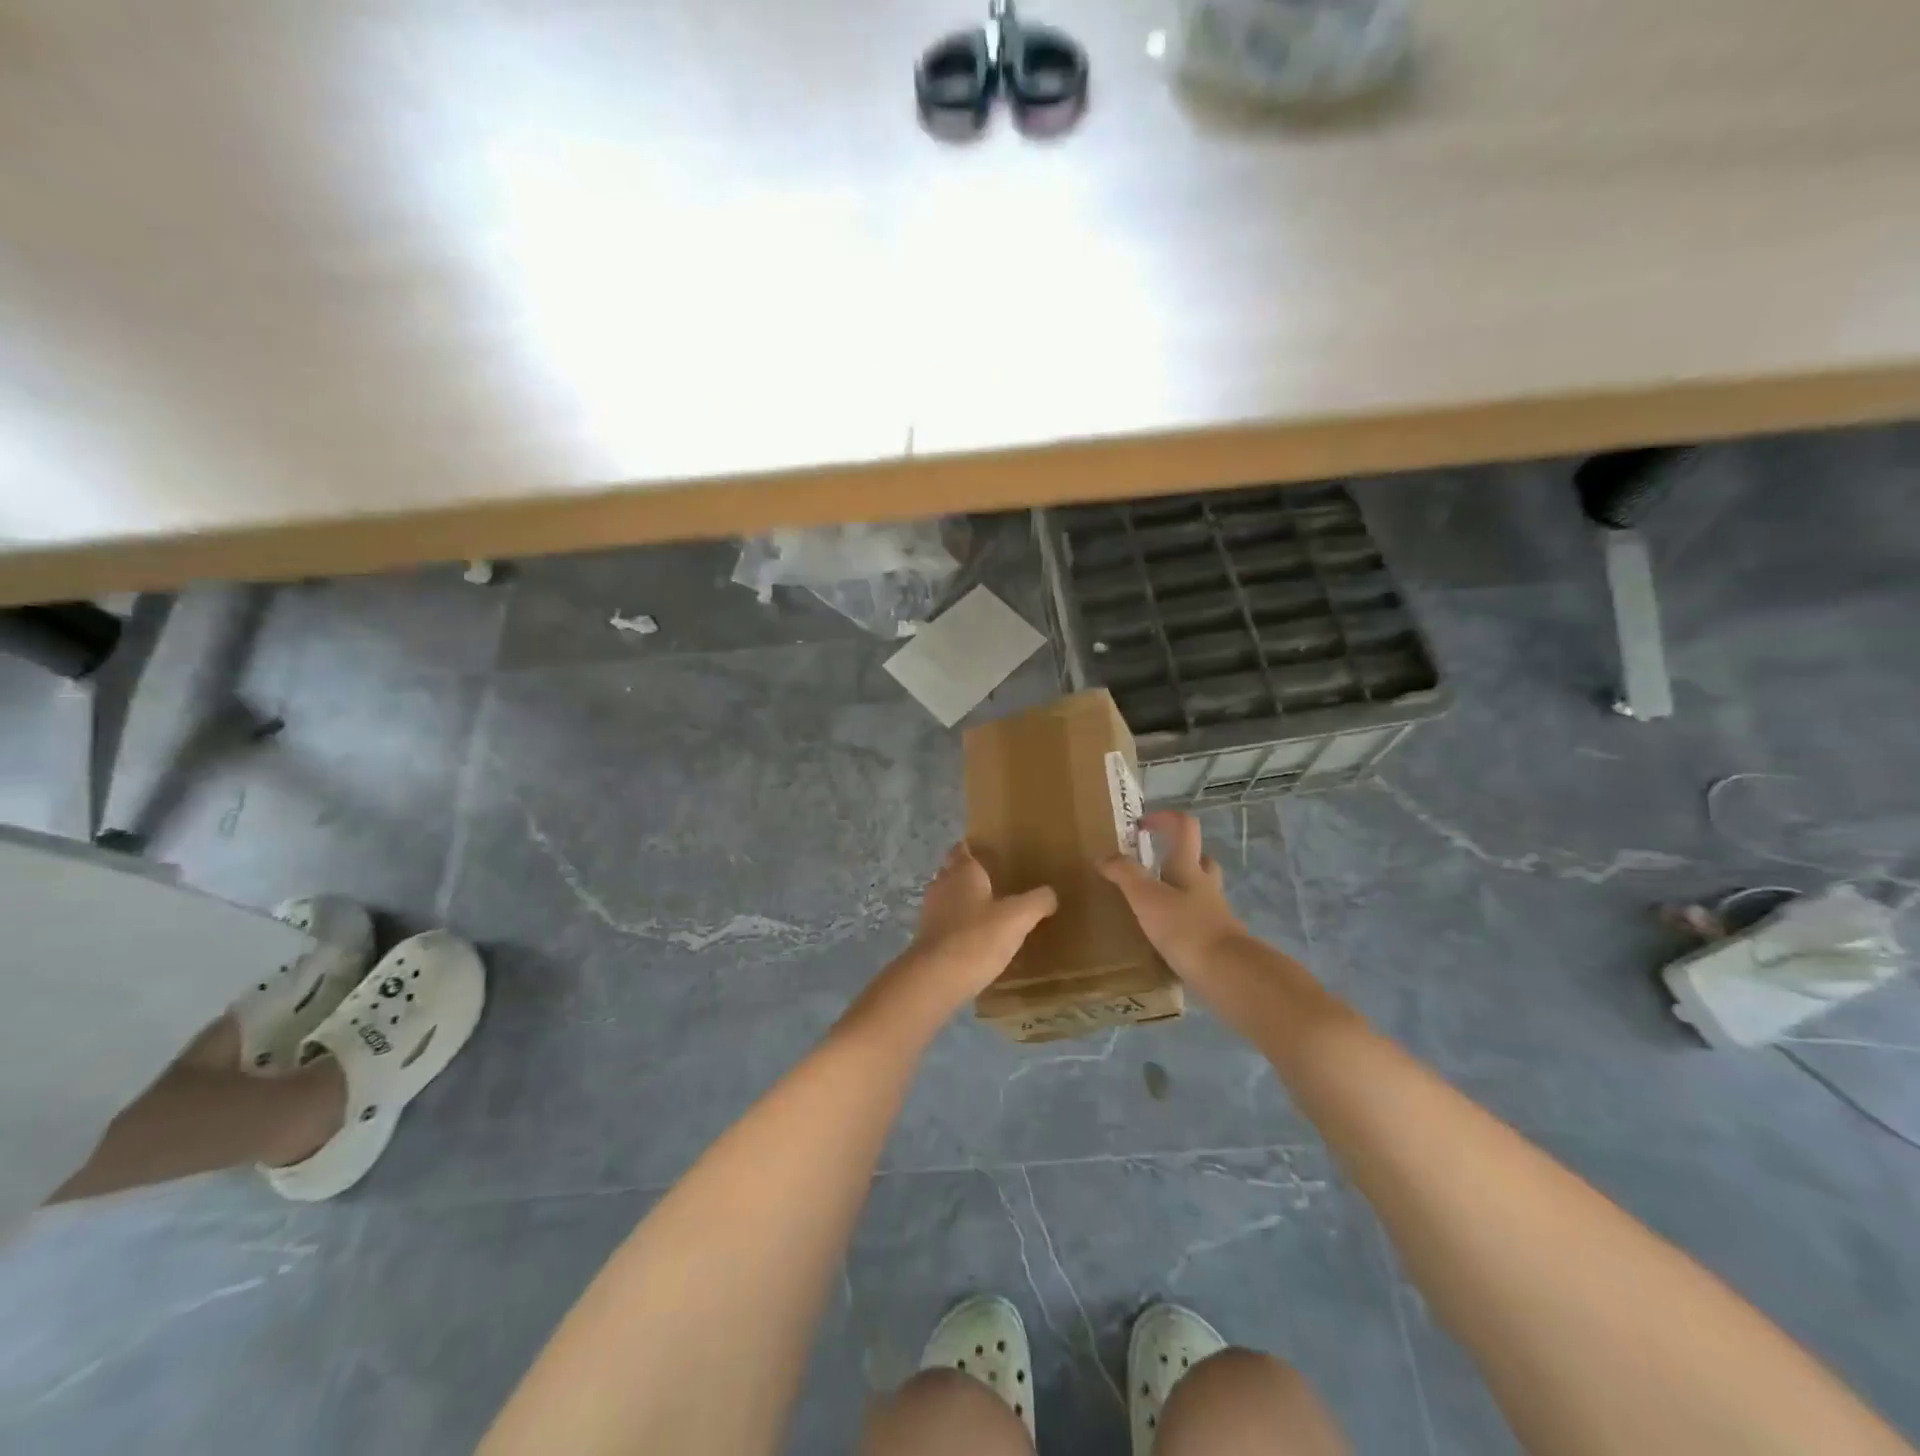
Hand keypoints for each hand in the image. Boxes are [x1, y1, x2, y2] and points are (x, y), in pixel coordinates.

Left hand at [842, 843, 1056, 1044]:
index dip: (974, 848)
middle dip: (970, 875)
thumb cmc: (977, 937)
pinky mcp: (926, 937)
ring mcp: (930, 911)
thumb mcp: (1018, 918)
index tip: (991, 853)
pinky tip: (976, 938)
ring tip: (989, 911)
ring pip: (948, 897)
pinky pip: (945, 922)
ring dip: (964, 901)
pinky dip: (958, 925)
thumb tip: (1050, 894)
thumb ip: (1037, 901)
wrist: (936, 978)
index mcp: (962, 871)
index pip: (963, 848)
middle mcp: (942, 884)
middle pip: (953, 871)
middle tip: (997, 882)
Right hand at [1099, 811, 1247, 979]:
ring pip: (1200, 890)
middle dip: (1176, 856)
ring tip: (1153, 901)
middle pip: (1199, 858)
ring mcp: (1215, 913)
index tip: (1140, 825)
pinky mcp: (1217, 940)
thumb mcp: (1146, 897)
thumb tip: (1104, 856)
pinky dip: (1182, 920)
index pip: (1184, 827)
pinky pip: (1198, 920)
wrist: (1228, 974)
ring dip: (1180, 889)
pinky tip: (1165, 935)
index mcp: (1189, 867)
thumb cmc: (1185, 928)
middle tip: (1150, 865)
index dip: (1164, 818)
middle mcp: (1205, 884)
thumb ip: (1124, 874)